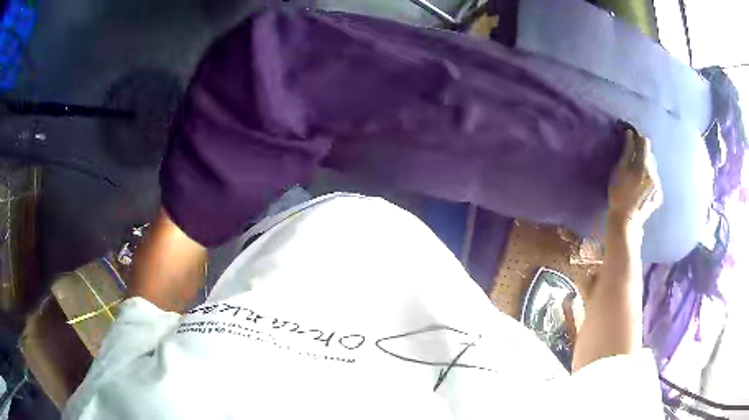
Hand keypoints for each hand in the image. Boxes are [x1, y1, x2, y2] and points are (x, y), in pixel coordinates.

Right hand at [607, 129, 662, 228]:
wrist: (625, 221)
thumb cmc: (618, 195)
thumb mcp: (618, 171)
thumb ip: (626, 151)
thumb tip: (630, 133)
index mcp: (643, 166)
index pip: (645, 142)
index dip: (637, 139)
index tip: (630, 141)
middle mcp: (653, 173)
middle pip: (650, 155)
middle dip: (642, 155)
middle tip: (631, 162)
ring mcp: (657, 185)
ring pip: (653, 168)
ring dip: (645, 168)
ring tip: (636, 178)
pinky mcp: (658, 195)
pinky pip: (655, 181)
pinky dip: (649, 181)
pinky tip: (641, 189)